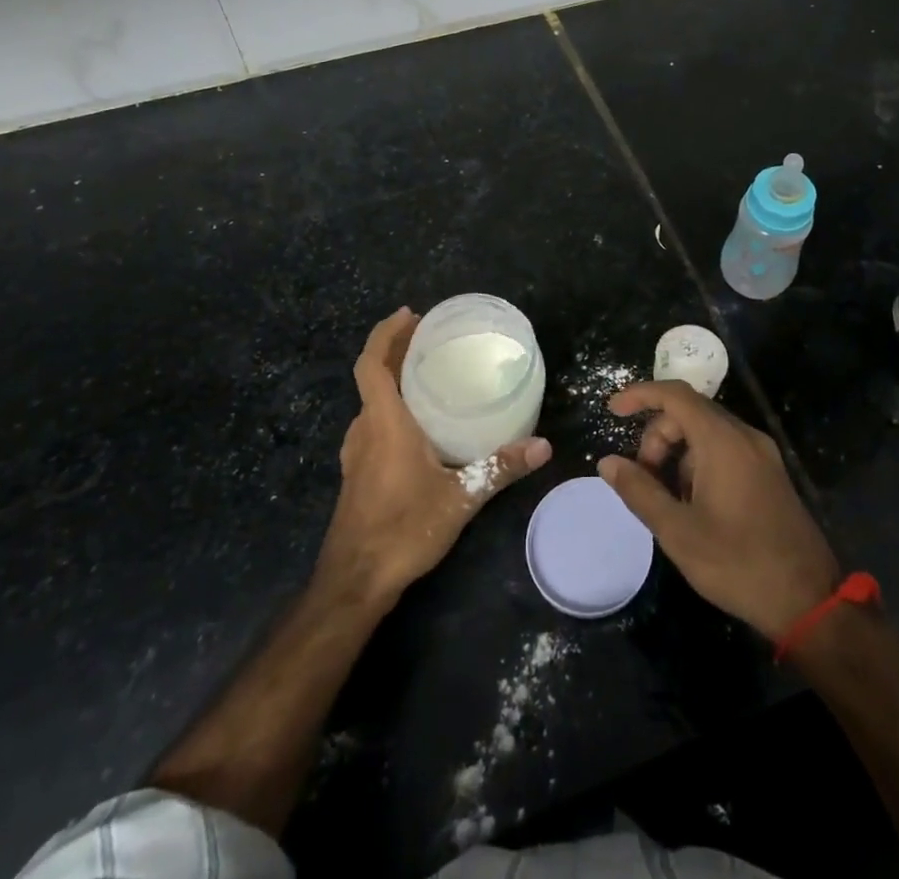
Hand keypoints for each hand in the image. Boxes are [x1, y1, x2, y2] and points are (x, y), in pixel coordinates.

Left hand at [316, 308, 550, 608]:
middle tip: (430, 336)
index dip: (385, 333)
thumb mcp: (460, 497)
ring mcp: (355, 453)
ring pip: (371, 401)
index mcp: (383, 423)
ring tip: (427, 372)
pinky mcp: (357, 473)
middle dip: (396, 350)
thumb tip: (544, 446)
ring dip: (392, 379)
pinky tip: (418, 423)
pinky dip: (391, 406)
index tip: (410, 314)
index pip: (371, 363)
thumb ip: (500, 468)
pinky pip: (372, 423)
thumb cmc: (403, 530)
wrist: (354, 583)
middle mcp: (364, 430)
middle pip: (372, 377)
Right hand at [598, 381, 839, 641]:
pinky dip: (700, 463)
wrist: (809, 600)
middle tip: (643, 479)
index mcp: (722, 440)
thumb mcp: (678, 531)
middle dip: (657, 437)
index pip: (675, 394)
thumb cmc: (738, 563)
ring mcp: (762, 454)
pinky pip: (726, 449)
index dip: (640, 395)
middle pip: (689, 413)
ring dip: (678, 454)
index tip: (612, 410)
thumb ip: (639, 491)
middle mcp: (745, 436)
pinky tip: (695, 505)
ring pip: (707, 433)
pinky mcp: (770, 473)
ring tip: (669, 500)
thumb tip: (607, 462)